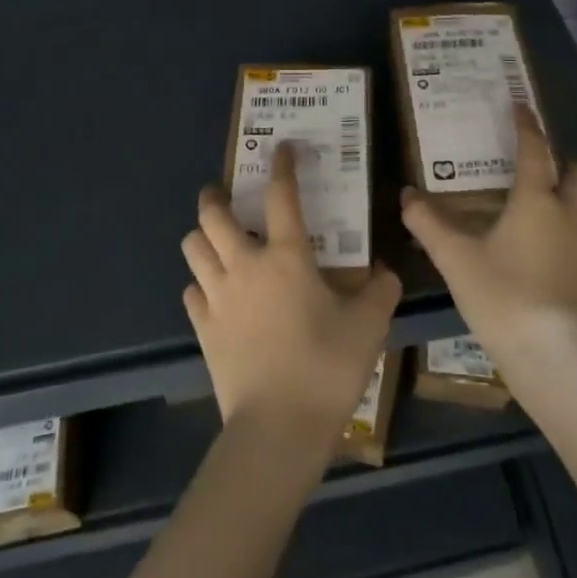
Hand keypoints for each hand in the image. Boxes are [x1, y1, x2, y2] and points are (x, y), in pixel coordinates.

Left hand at [182, 144, 400, 450]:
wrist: (277, 430)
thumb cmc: (326, 368)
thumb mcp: (369, 327)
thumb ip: (381, 291)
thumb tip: (385, 272)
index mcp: (287, 257)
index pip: (282, 196)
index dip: (283, 166)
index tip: (282, 147)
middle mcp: (245, 266)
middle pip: (213, 215)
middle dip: (215, 196)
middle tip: (226, 194)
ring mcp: (218, 297)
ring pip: (193, 248)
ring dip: (203, 237)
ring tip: (218, 241)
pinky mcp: (203, 328)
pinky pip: (192, 291)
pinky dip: (200, 283)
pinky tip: (215, 292)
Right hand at [402, 105, 576, 383]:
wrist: (552, 359)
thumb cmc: (501, 296)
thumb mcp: (455, 258)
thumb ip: (428, 224)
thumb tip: (406, 195)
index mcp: (537, 202)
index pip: (535, 150)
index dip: (527, 125)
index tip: (520, 104)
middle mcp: (570, 216)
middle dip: (565, 163)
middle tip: (538, 168)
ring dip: (575, 198)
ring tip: (547, 208)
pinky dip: (574, 234)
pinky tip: (551, 255)